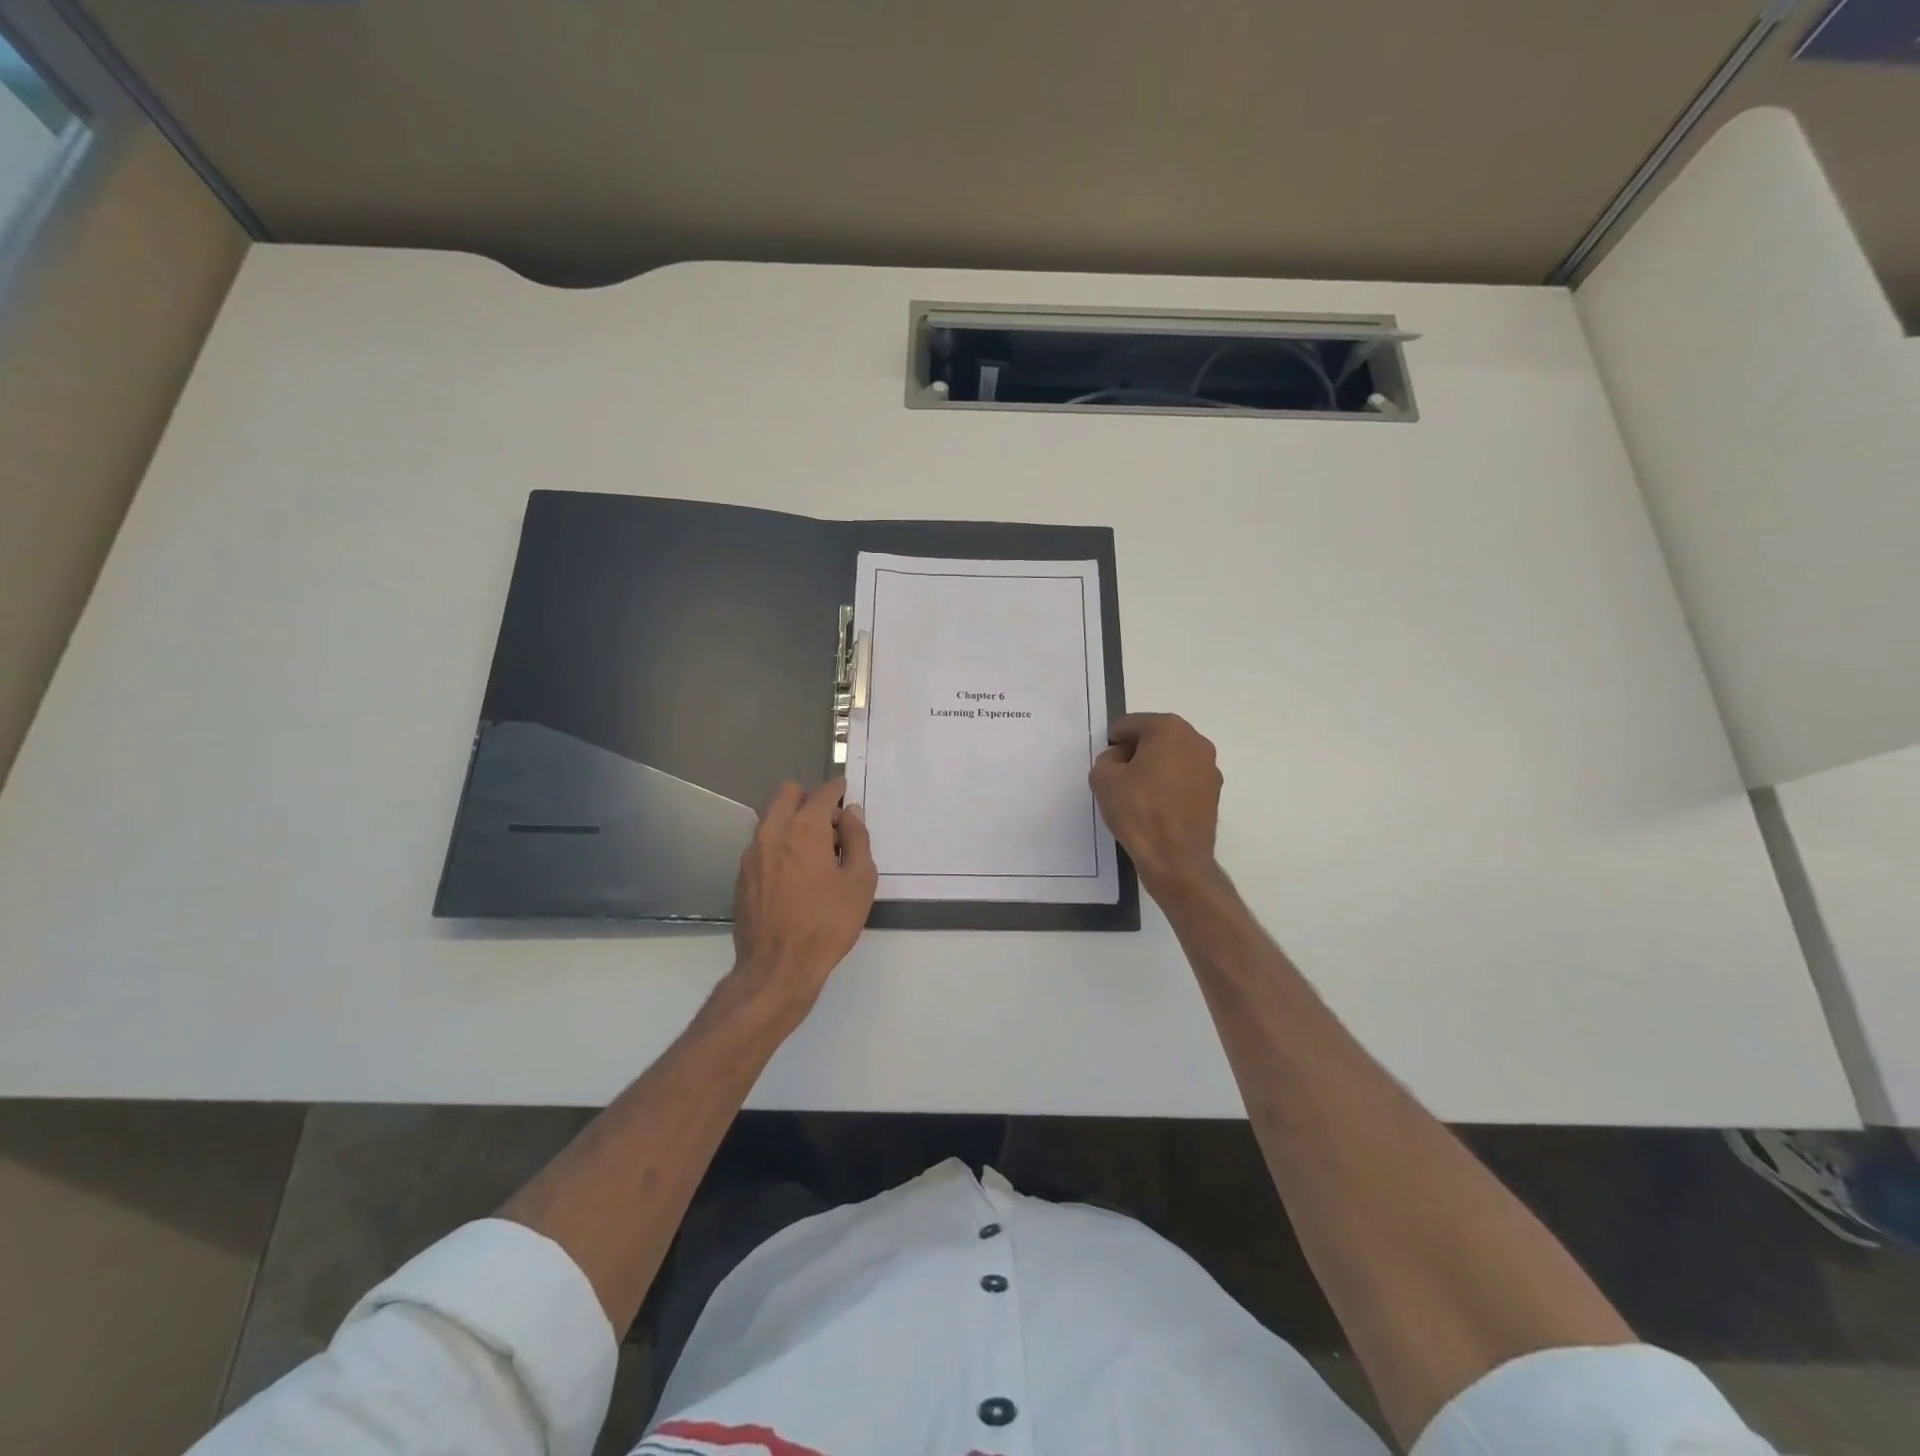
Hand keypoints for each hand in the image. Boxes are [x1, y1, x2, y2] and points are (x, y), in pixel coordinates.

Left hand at [728, 778, 876, 1021]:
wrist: (778, 967)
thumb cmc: (827, 923)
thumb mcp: (860, 881)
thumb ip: (857, 839)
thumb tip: (851, 814)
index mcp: (805, 828)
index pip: (823, 792)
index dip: (839, 790)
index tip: (848, 796)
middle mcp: (773, 831)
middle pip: (788, 792)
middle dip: (811, 798)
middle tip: (831, 823)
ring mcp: (752, 852)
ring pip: (772, 817)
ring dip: (793, 820)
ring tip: (814, 851)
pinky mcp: (742, 874)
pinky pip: (763, 843)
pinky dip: (779, 844)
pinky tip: (795, 873)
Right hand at [1090, 713, 1223, 897]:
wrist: (1175, 858)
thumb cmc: (1138, 811)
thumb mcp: (1103, 779)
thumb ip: (1106, 759)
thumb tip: (1120, 760)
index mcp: (1170, 729)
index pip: (1130, 724)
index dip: (1113, 743)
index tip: (1107, 766)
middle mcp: (1196, 741)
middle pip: (1154, 737)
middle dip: (1134, 753)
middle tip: (1119, 780)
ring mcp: (1209, 767)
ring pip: (1171, 758)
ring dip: (1153, 769)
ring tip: (1137, 796)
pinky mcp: (1214, 792)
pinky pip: (1183, 779)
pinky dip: (1168, 786)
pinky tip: (1156, 808)